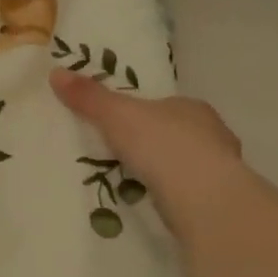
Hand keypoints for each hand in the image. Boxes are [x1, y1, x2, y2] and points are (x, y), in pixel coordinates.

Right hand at [49, 68, 244, 239]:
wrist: (203, 197)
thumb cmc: (162, 144)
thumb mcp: (116, 115)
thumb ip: (89, 97)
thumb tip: (56, 72)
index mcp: (191, 107)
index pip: (167, 105)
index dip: (146, 113)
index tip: (124, 126)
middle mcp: (213, 133)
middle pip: (179, 134)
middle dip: (157, 143)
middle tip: (126, 155)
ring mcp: (221, 169)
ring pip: (188, 165)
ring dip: (167, 172)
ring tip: (136, 182)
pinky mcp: (219, 201)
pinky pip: (191, 193)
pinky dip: (174, 196)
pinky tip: (156, 204)